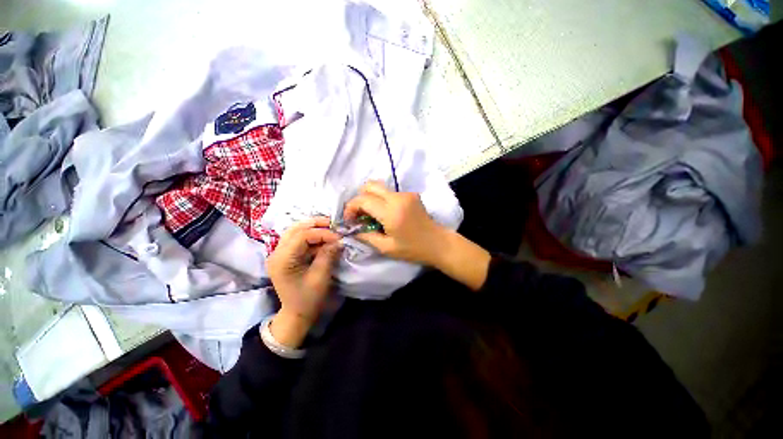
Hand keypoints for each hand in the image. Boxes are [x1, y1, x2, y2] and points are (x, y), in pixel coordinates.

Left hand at [266, 217, 341, 347]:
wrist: (297, 314)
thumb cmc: (308, 298)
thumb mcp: (320, 277)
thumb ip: (328, 255)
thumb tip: (338, 240)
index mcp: (282, 260)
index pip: (302, 236)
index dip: (322, 233)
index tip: (339, 237)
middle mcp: (276, 253)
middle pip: (295, 229)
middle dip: (316, 224)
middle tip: (333, 224)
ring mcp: (279, 253)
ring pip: (295, 231)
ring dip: (313, 228)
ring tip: (330, 227)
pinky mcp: (286, 255)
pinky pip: (298, 239)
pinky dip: (312, 236)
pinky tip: (323, 237)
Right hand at [343, 181, 446, 266]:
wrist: (438, 243)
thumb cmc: (413, 249)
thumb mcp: (386, 248)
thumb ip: (366, 236)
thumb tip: (352, 230)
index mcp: (391, 212)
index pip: (363, 200)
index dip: (351, 208)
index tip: (349, 220)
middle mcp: (398, 197)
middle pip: (370, 185)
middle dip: (359, 198)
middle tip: (359, 215)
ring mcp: (406, 194)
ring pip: (380, 188)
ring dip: (371, 199)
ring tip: (372, 216)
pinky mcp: (411, 194)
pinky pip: (390, 192)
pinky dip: (382, 200)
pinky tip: (385, 214)